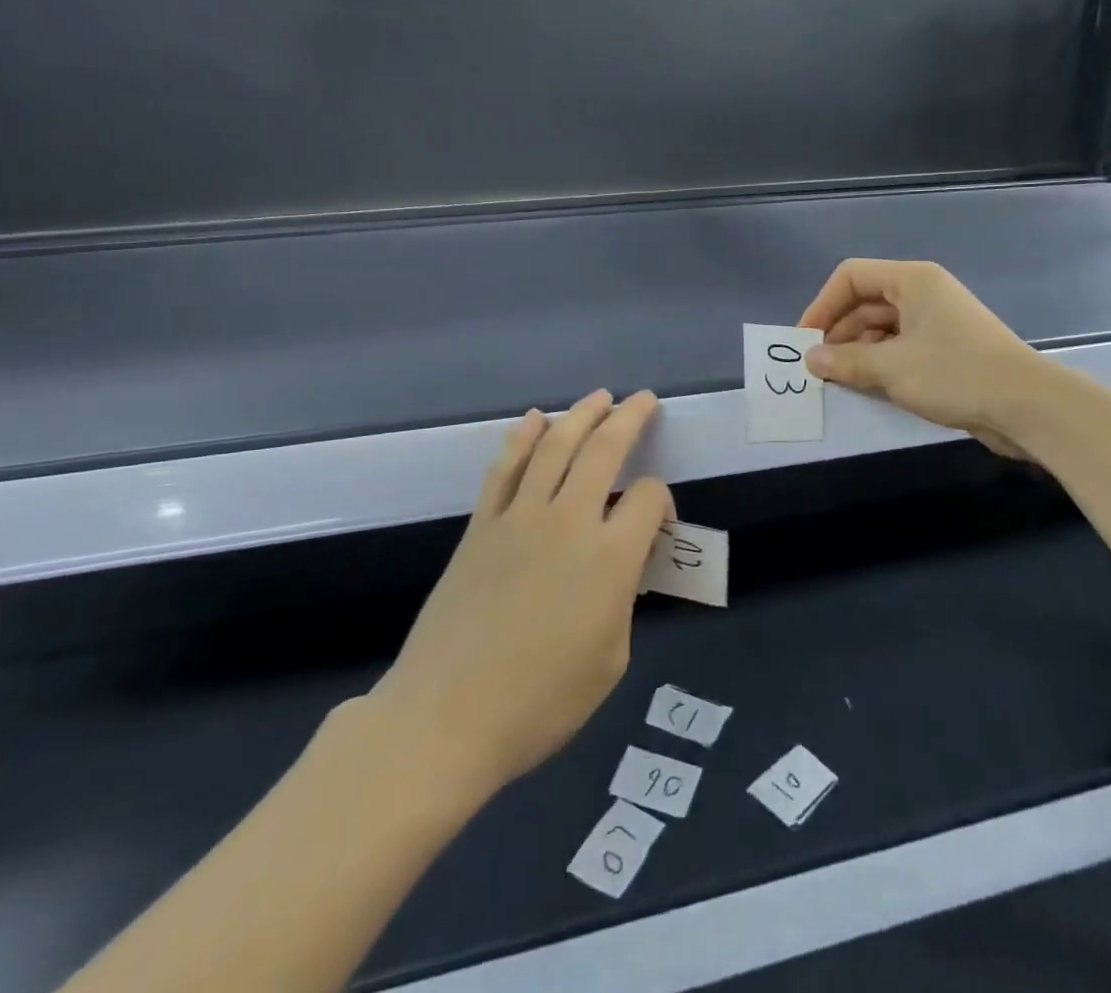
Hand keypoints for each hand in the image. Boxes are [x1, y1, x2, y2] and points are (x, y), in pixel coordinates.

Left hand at [368, 390, 673, 798]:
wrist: (447, 715)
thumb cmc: (540, 703)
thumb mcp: (610, 660)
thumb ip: (623, 599)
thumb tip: (621, 563)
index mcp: (610, 558)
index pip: (649, 498)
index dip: (663, 500)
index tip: (660, 522)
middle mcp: (568, 521)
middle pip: (604, 450)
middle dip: (628, 418)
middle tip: (642, 399)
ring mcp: (519, 516)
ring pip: (554, 445)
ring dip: (580, 414)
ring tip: (599, 397)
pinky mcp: (481, 524)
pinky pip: (505, 467)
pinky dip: (522, 436)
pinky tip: (535, 419)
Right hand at [797, 258, 1051, 457]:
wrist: (1029, 406)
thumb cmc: (955, 373)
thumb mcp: (891, 368)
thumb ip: (845, 361)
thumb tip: (810, 360)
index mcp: (912, 280)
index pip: (851, 277)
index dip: (822, 305)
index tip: (805, 340)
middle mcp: (923, 293)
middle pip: (865, 301)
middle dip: (837, 331)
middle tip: (817, 366)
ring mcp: (937, 321)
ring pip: (881, 326)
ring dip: (857, 350)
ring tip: (838, 379)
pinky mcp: (947, 349)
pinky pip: (900, 346)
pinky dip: (880, 361)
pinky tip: (867, 386)